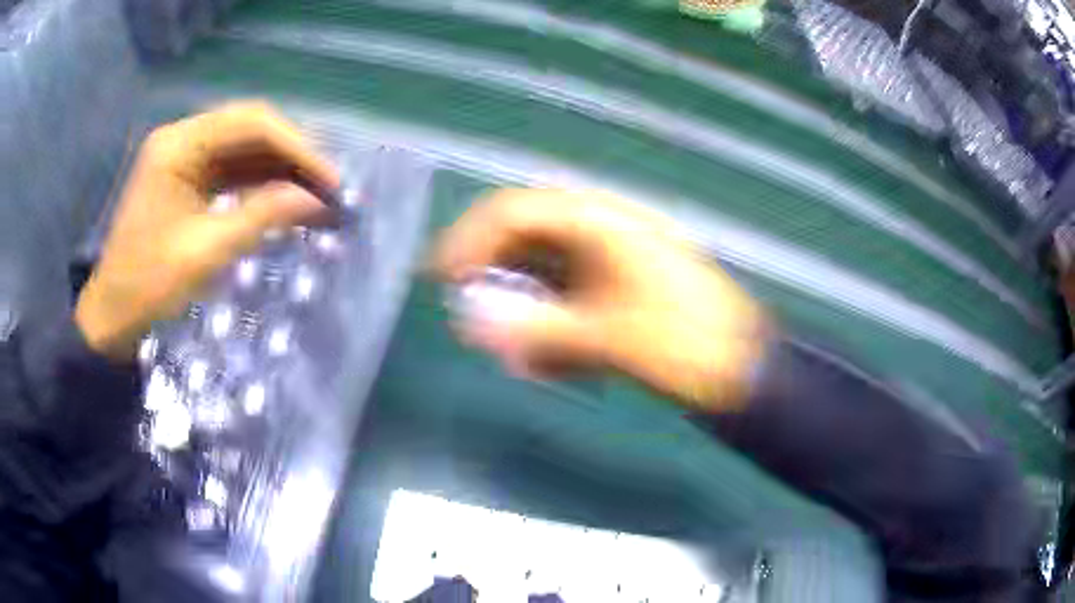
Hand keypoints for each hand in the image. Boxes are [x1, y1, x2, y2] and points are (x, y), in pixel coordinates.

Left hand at [75, 103, 339, 360]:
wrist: (111, 315)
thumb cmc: (147, 288)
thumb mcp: (204, 254)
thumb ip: (260, 217)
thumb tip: (315, 199)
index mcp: (178, 146)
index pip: (250, 124)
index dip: (296, 147)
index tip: (331, 180)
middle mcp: (182, 138)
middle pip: (250, 128)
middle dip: (292, 154)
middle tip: (327, 186)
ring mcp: (183, 156)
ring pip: (244, 147)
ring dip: (280, 167)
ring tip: (315, 193)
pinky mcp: (186, 177)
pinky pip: (231, 168)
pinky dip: (260, 181)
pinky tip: (284, 198)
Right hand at [432, 189, 767, 411]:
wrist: (746, 370)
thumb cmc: (686, 345)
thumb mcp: (609, 339)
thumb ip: (536, 330)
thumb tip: (468, 323)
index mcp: (601, 224)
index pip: (515, 212)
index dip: (470, 239)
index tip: (441, 278)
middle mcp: (602, 234)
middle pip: (526, 244)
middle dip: (496, 283)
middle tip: (475, 324)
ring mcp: (613, 264)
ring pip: (547, 279)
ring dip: (525, 315)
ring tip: (521, 361)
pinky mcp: (621, 294)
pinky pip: (570, 303)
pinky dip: (552, 332)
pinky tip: (552, 367)